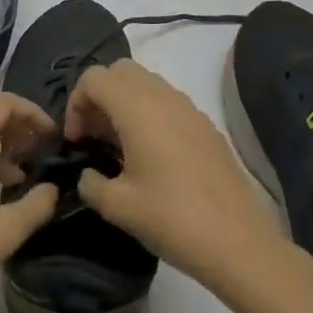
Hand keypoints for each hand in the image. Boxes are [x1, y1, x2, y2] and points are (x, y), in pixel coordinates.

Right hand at [64, 60, 280, 294]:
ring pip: (147, 84)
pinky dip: (149, 114)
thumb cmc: (171, 218)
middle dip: (99, 96)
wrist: (236, 241)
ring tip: (118, 147)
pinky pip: (168, 103)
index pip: (94, 78)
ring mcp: (190, 109)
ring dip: (124, 104)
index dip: (76, 103)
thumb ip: (90, 183)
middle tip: (93, 136)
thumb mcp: (117, 206)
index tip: (76, 140)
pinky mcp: (206, 126)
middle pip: (121, 71)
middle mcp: (164, 97)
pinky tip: (149, 157)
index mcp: (137, 108)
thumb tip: (88, 175)